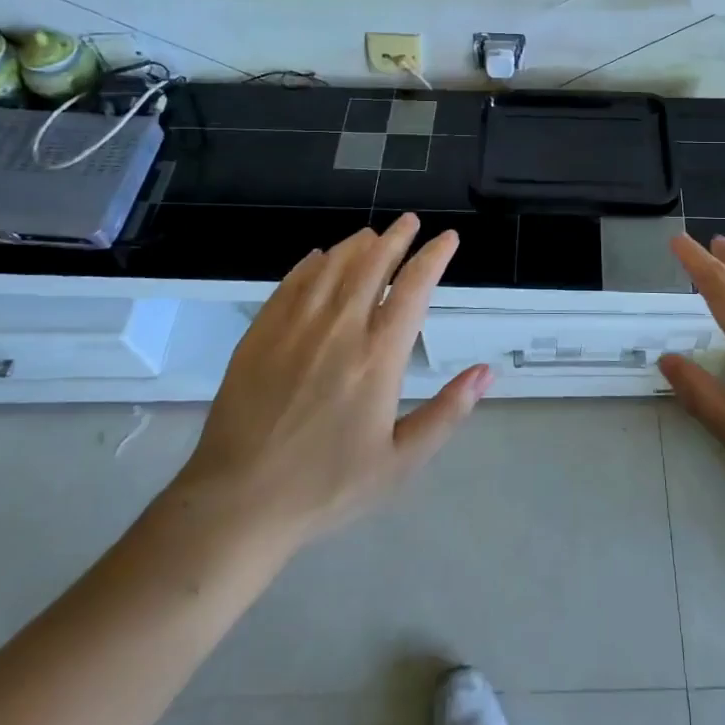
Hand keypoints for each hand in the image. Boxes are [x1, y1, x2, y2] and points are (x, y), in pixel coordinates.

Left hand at [163, 215, 490, 555]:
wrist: (239, 502)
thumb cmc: (327, 486)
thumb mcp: (400, 463)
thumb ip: (447, 413)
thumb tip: (486, 371)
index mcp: (378, 357)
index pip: (413, 288)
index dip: (433, 257)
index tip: (447, 238)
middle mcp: (339, 329)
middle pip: (372, 265)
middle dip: (397, 238)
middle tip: (410, 223)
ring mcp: (295, 327)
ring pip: (331, 266)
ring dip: (356, 245)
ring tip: (372, 235)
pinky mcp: (260, 334)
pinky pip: (291, 283)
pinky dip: (311, 264)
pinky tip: (318, 258)